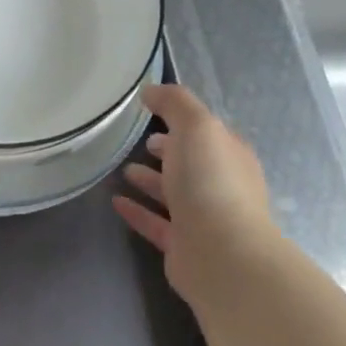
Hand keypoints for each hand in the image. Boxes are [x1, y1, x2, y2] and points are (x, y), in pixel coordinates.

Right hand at [113, 83, 275, 309]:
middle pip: (192, 164)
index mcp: (230, 156)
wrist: (222, 254)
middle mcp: (221, 186)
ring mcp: (204, 219)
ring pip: (174, 194)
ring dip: (151, 181)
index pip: (208, 134)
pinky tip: (115, 201)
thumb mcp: (196, 127)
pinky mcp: (183, 246)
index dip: (183, 122)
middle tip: (140, 141)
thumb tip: (151, 91)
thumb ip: (175, 103)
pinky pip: (156, 223)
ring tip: (124, 169)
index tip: (153, 113)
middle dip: (169, 151)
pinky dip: (137, 211)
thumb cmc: (211, 182)